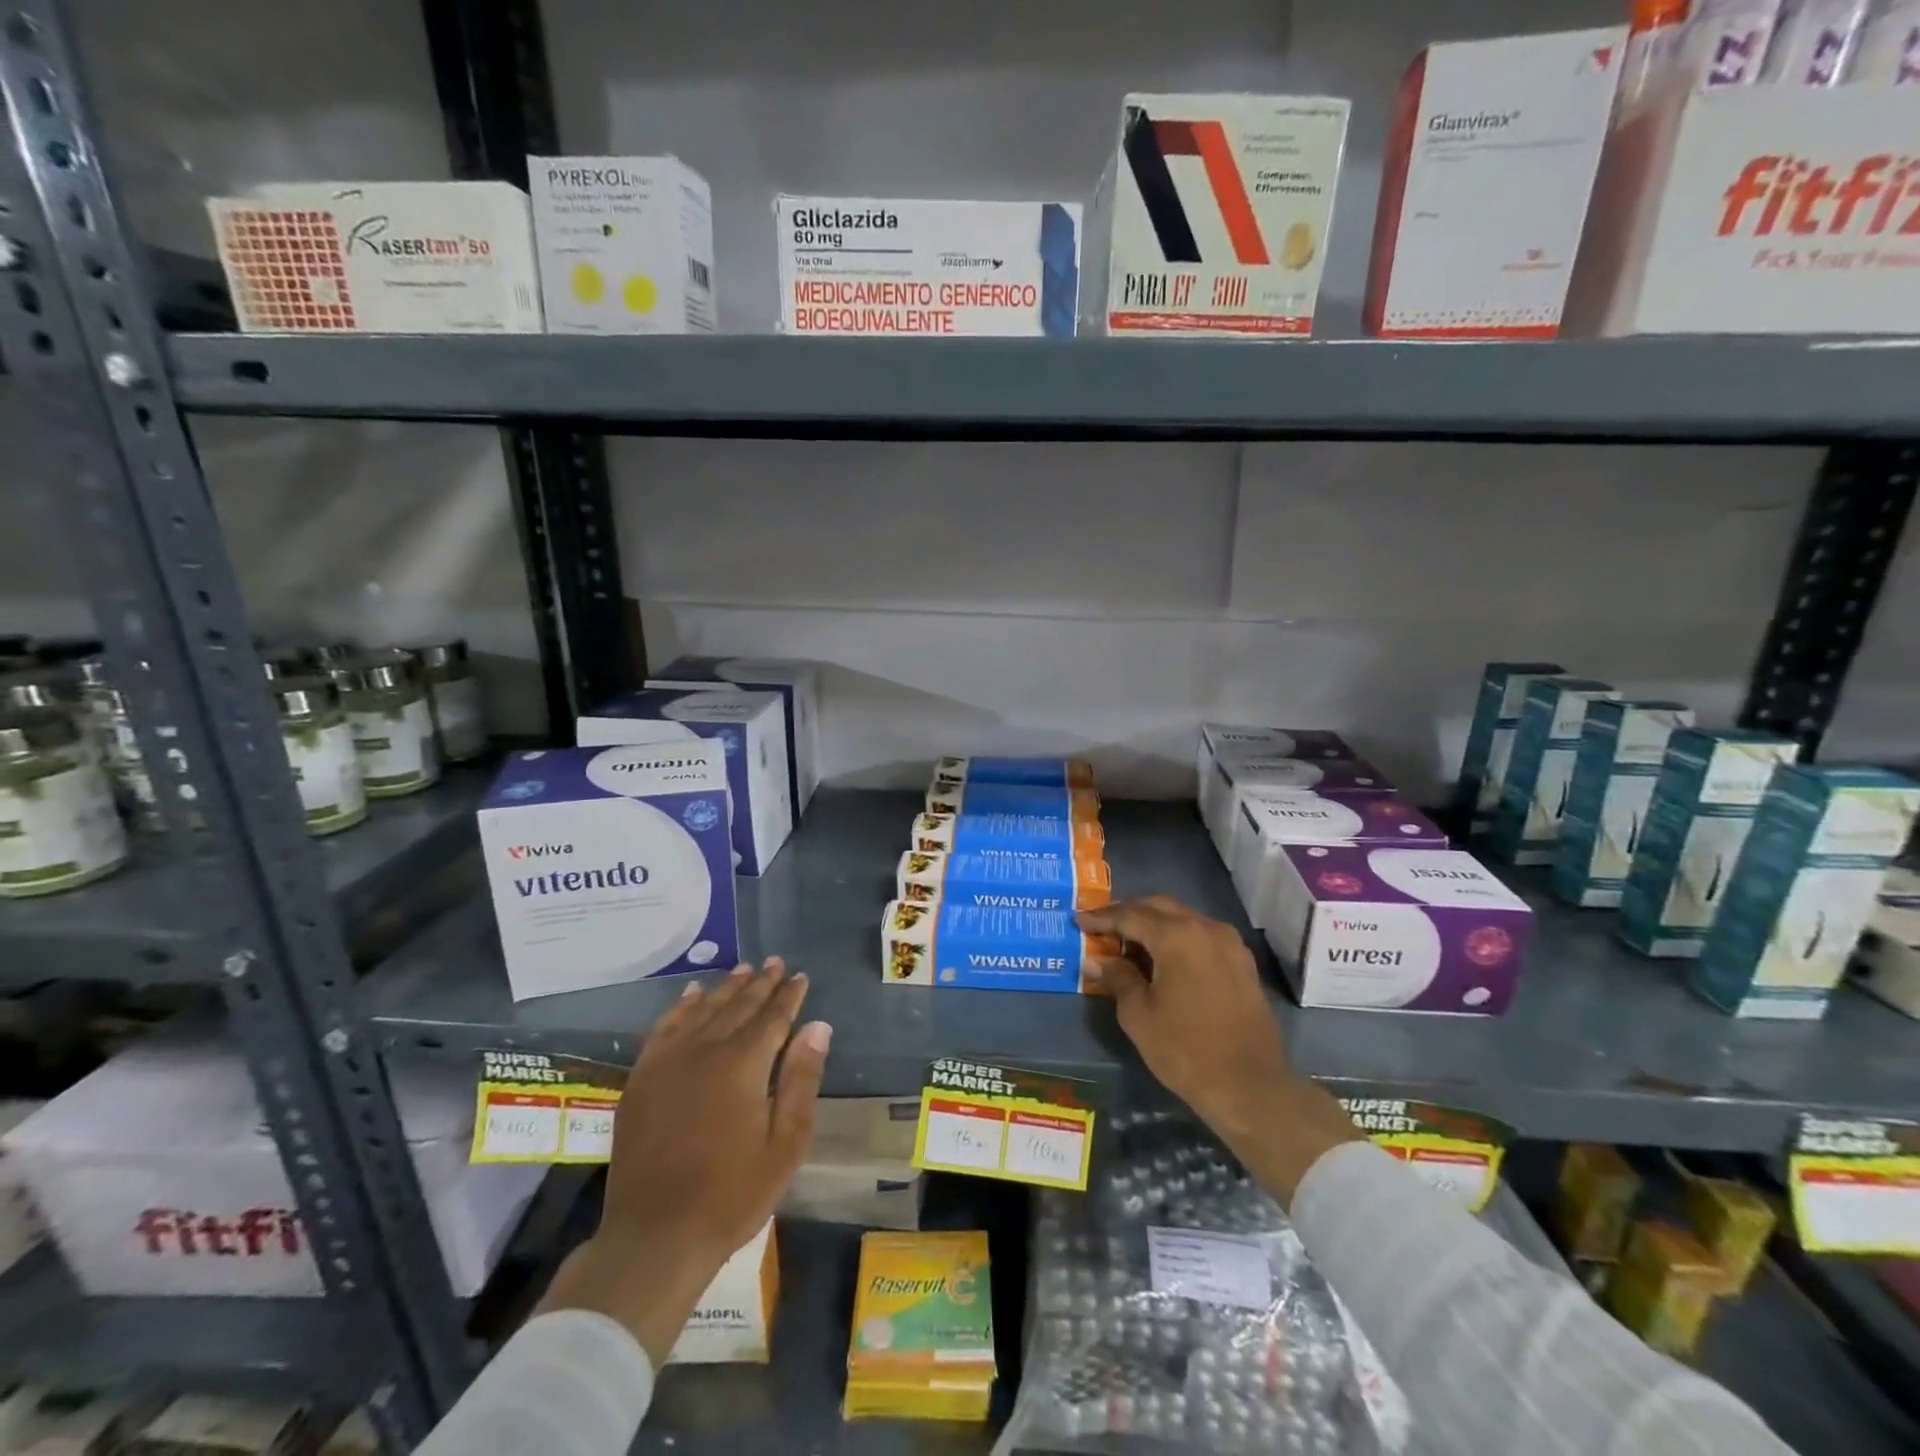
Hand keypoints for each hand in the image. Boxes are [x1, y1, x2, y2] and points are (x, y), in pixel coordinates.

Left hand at [538, 958, 831, 1362]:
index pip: (773, 1017)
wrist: (655, 1235)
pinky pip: (664, 1028)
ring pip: (703, 1010)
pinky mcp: (642, 1078)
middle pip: (738, 1006)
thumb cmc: (732, 1193)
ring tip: (743, 969)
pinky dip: (681, 1007)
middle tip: (775, 962)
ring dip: (726, 988)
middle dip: (761, 983)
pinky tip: (691, 995)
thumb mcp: (785, 1143)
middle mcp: (705, 1050)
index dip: (789, 996)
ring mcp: (668, 1061)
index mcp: (743, 1064)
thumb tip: (818, 1026)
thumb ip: (801, 1079)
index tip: (801, 976)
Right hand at [1077, 896, 1360, 1204]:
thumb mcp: (1139, 1015)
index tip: (1078, 920)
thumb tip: (1096, 960)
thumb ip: (1117, 978)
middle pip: (1159, 906)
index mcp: (1177, 936)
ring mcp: (1229, 944)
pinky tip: (1162, 959)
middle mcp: (1205, 928)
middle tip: (1102, 927)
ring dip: (1154, 924)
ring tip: (1129, 944)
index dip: (1101, 918)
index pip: (1130, 915)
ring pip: (1183, 918)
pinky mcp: (1241, 963)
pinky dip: (1177, 938)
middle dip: (1128, 913)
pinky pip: (1201, 936)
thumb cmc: (1186, 1050)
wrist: (1251, 1087)